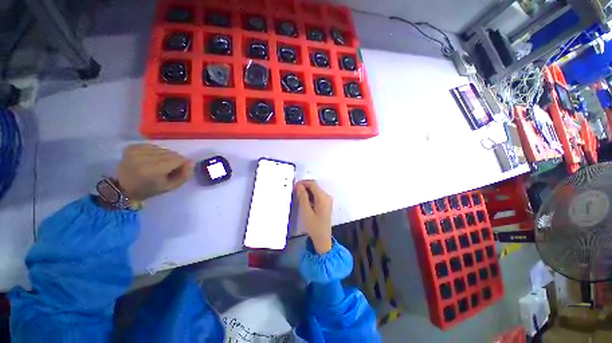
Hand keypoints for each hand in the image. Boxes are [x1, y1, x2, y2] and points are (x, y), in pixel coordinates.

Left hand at [117, 144, 192, 200]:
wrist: (123, 188)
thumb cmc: (149, 189)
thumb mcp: (170, 187)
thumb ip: (184, 175)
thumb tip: (191, 162)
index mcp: (154, 169)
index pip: (178, 159)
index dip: (181, 164)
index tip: (176, 171)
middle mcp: (145, 157)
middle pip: (171, 153)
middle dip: (172, 160)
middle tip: (165, 169)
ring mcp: (137, 151)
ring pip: (163, 149)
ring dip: (163, 156)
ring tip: (156, 164)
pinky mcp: (133, 147)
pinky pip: (153, 146)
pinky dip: (154, 152)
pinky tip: (149, 160)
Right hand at [295, 180, 332, 253]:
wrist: (322, 238)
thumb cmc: (314, 226)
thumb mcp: (306, 211)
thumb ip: (303, 197)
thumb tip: (299, 185)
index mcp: (323, 197)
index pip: (313, 184)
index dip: (303, 183)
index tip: (294, 186)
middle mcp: (327, 196)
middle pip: (315, 186)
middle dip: (304, 187)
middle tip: (295, 192)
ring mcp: (327, 199)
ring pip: (316, 190)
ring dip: (307, 191)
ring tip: (298, 197)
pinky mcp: (326, 203)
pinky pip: (317, 195)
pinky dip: (311, 196)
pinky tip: (305, 202)